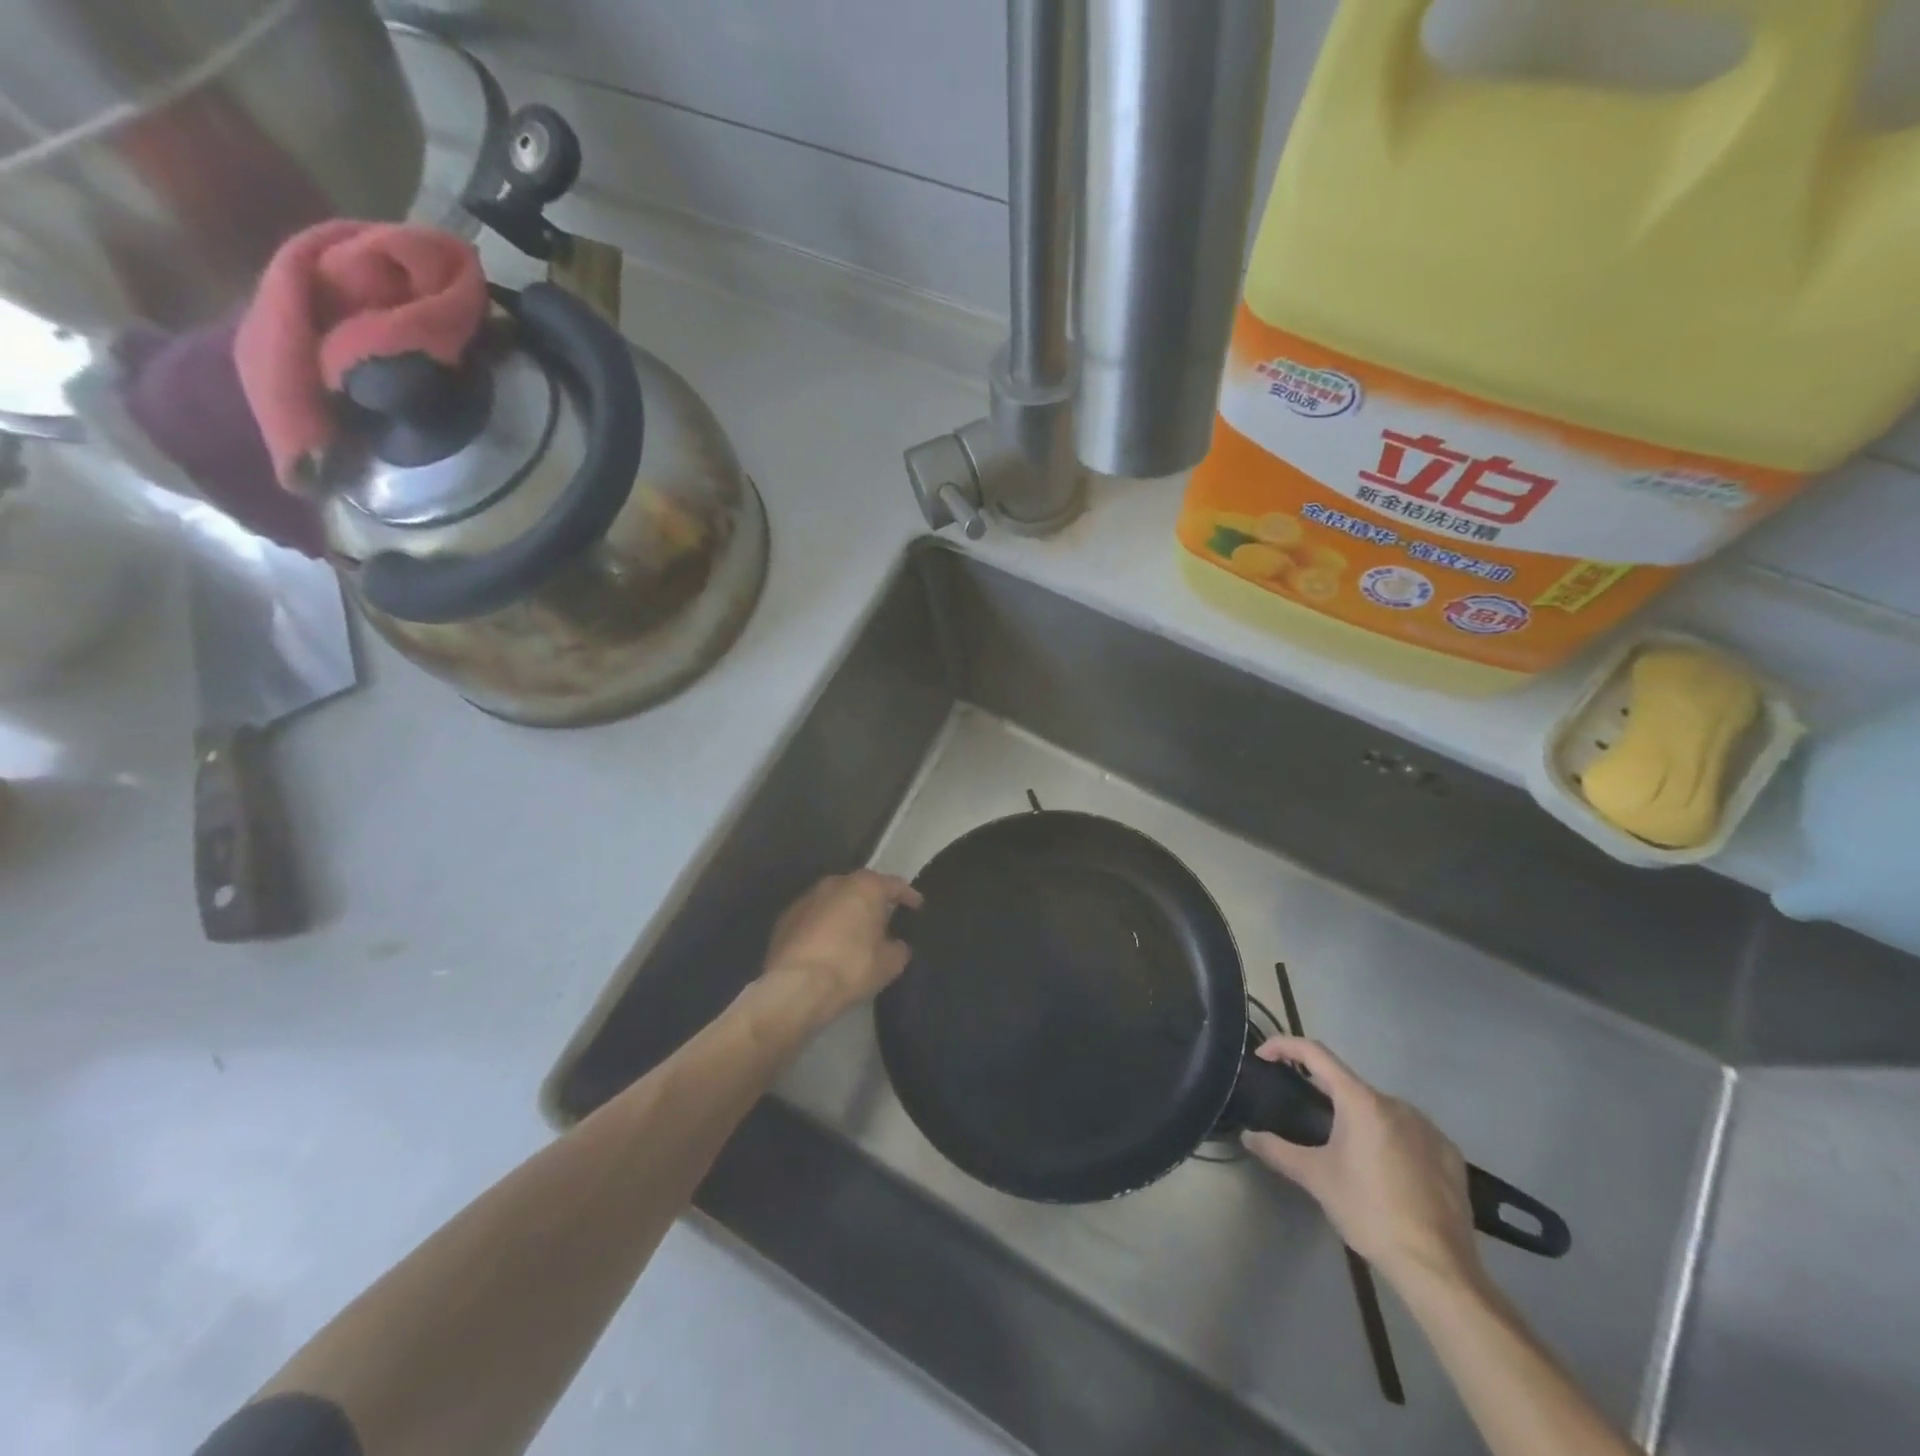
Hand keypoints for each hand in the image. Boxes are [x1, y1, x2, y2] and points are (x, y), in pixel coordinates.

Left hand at [759, 871, 922, 1020]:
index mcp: (865, 887)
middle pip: (860, 888)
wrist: (795, 986)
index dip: (908, 896)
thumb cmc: (851, 968)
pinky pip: (813, 918)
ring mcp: (806, 899)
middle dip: (872, 902)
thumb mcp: (889, 963)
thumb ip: (898, 948)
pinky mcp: (784, 919)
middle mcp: (835, 883)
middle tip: (883, 920)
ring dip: (845, 913)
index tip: (917, 905)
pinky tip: (826, 946)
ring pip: (834, 901)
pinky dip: (822, 927)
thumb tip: (895, 944)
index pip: (894, 885)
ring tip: (853, 934)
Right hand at [1242, 1036, 1481, 1290]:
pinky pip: (1410, 1132)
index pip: (1315, 1053)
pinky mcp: (1450, 1154)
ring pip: (1380, 1110)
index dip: (1284, 1046)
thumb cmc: (1369, 1212)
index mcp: (1361, 1101)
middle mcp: (1397, 1103)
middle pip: (1348, 1085)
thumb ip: (1278, 1151)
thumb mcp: (1316, 1179)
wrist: (1438, 1267)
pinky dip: (1389, 1138)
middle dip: (1322, 1094)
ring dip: (1358, 1118)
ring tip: (1345, 1151)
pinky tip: (1385, 1171)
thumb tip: (1248, 1136)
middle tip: (1302, 1116)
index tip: (1263, 1056)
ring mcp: (1428, 1128)